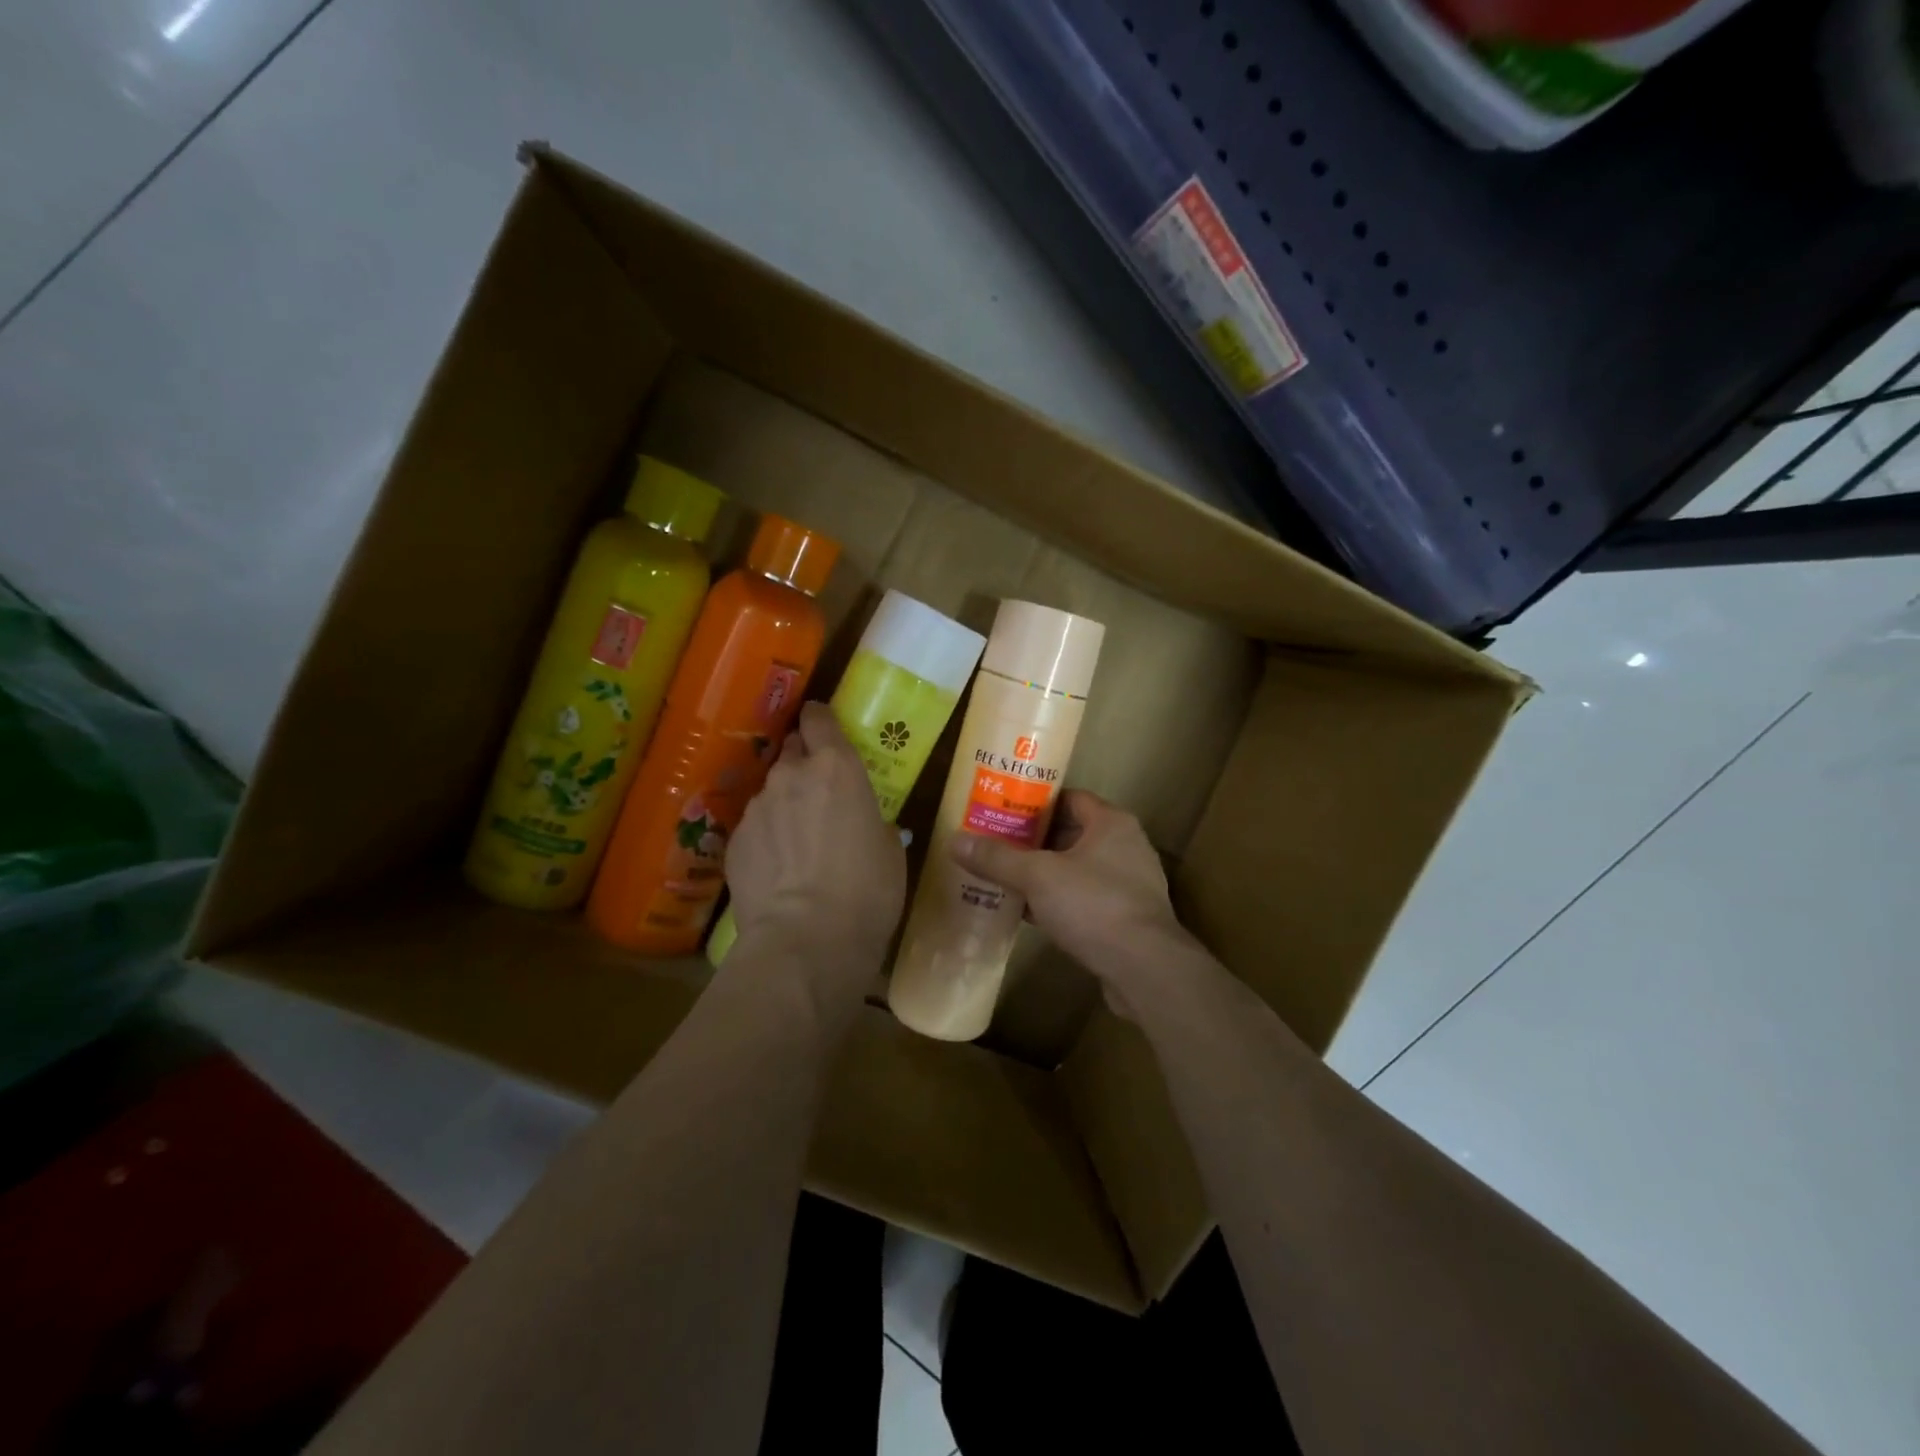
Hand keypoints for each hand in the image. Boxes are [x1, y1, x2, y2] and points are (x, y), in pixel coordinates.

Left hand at [727, 702, 905, 989]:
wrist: (805, 940)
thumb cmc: (866, 891)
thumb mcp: (890, 851)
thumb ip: (873, 822)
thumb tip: (866, 825)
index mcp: (837, 768)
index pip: (819, 719)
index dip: (820, 718)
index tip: (823, 726)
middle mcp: (791, 776)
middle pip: (791, 750)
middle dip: (804, 762)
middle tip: (820, 790)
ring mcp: (757, 807)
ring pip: (772, 791)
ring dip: (785, 803)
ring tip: (798, 841)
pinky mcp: (734, 842)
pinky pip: (755, 827)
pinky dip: (767, 838)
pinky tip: (778, 868)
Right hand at [948, 790, 1203, 1016]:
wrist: (1145, 969)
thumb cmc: (1094, 905)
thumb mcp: (1037, 877)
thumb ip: (997, 858)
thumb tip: (954, 840)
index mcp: (1111, 823)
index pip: (1069, 798)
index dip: (1035, 802)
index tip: (1002, 809)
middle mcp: (1126, 846)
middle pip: (1071, 833)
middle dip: (1034, 840)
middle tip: (995, 844)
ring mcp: (1130, 884)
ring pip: (1077, 869)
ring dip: (1045, 874)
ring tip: (1006, 877)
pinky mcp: (1127, 918)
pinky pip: (1085, 899)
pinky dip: (1059, 901)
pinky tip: (1029, 912)